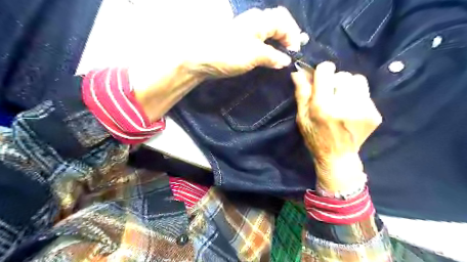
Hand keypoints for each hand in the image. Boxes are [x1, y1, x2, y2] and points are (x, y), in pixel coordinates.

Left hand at [187, 7, 303, 77]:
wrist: (199, 59)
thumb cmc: (228, 53)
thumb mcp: (254, 55)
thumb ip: (272, 56)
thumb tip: (286, 61)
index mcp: (260, 20)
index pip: (284, 21)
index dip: (293, 35)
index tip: (295, 53)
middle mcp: (254, 21)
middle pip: (277, 24)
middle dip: (287, 37)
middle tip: (290, 54)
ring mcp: (245, 31)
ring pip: (268, 32)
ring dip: (278, 43)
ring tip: (281, 57)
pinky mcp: (239, 42)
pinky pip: (259, 41)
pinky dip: (267, 48)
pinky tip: (268, 58)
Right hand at [293, 62, 380, 191]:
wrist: (338, 156)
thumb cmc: (315, 137)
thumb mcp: (302, 117)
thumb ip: (302, 93)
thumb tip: (298, 71)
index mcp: (323, 106)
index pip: (327, 70)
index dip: (322, 72)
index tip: (320, 80)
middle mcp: (344, 105)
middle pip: (343, 74)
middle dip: (335, 81)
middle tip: (331, 95)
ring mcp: (363, 110)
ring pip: (358, 80)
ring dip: (348, 87)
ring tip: (343, 100)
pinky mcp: (374, 114)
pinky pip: (366, 93)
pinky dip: (357, 97)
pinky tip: (351, 110)